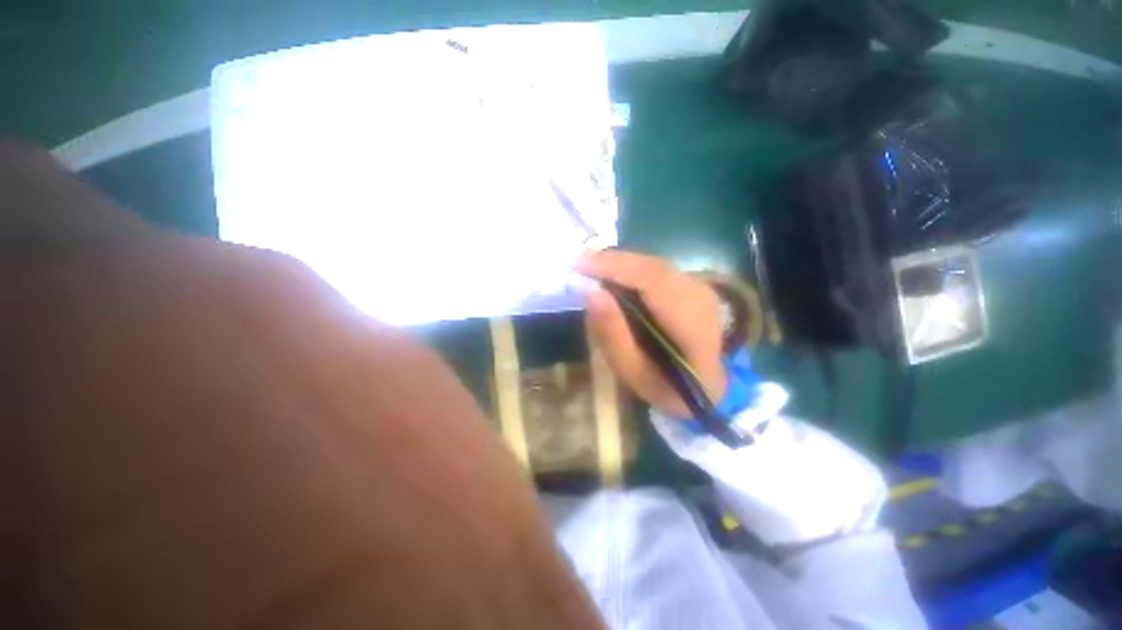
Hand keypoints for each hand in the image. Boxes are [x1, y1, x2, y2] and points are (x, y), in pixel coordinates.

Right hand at [578, 250, 725, 418]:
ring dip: (619, 264)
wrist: (708, 384)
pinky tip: (613, 277)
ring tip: (590, 269)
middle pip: (650, 266)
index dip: (614, 267)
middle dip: (611, 262)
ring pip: (652, 263)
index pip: (651, 281)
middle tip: (578, 265)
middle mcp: (700, 297)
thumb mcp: (633, 372)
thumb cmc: (668, 386)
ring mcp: (699, 287)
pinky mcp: (691, 284)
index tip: (578, 265)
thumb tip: (591, 293)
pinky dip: (630, 270)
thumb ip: (613, 334)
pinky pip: (655, 269)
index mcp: (692, 324)